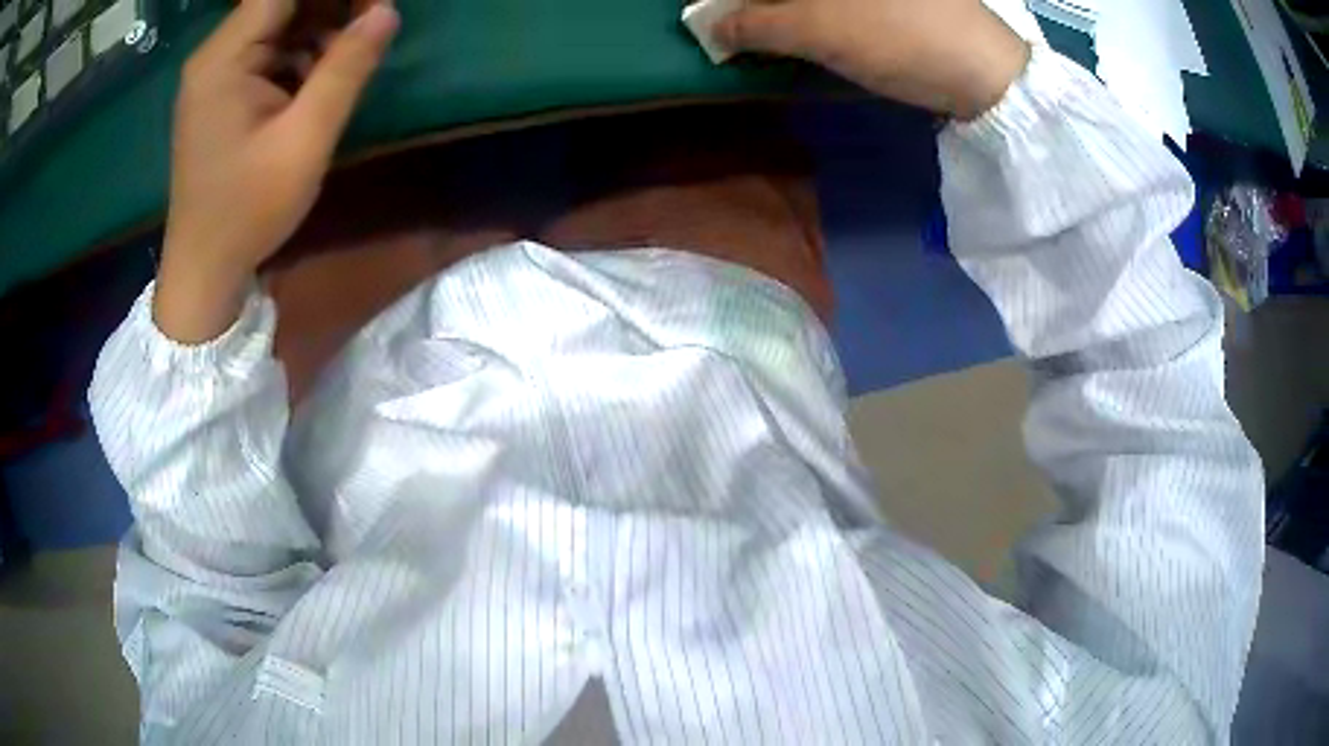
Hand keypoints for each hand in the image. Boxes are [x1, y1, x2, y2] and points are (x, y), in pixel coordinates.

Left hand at [155, 0, 398, 343]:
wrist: (203, 270)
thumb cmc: (247, 211)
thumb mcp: (304, 140)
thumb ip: (345, 69)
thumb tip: (387, 11)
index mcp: (224, 58)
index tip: (375, 4)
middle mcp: (215, 55)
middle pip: (281, 2)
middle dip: (332, 6)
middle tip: (374, 22)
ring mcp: (216, 74)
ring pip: (279, 24)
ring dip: (321, 28)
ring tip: (353, 54)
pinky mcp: (222, 93)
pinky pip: (269, 52)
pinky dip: (301, 54)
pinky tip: (322, 78)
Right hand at [716, 0, 1029, 120]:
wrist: (989, 74)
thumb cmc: (900, 39)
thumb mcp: (819, 31)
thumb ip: (756, 24)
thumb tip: (711, 28)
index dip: (735, 0)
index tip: (716, 18)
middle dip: (758, 4)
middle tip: (739, 31)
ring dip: (784, 10)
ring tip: (767, 35)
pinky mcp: (897, 2)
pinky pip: (838, 3)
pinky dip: (815, 14)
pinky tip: (810, 32)